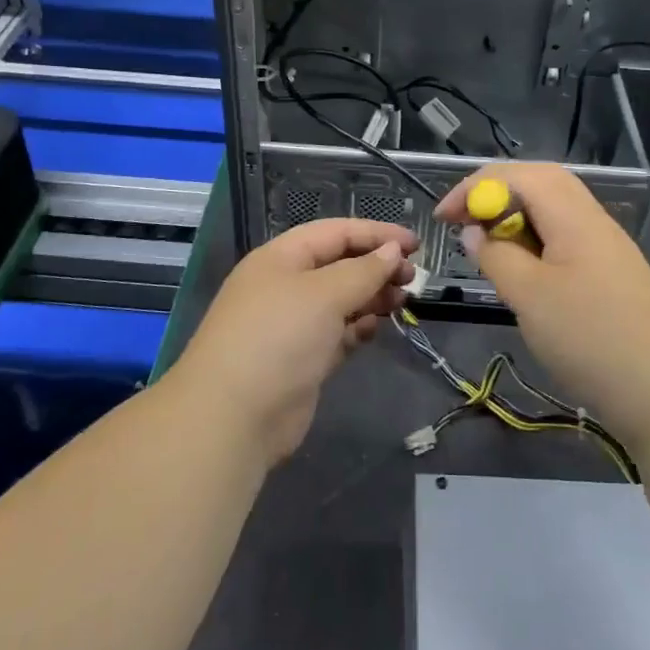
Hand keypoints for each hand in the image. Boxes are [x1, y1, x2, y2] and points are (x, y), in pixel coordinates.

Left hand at [168, 218, 417, 465]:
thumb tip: (391, 251)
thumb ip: (363, 270)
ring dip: (371, 297)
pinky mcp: (301, 360)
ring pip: (340, 300)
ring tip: (401, 302)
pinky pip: (336, 333)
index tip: (416, 245)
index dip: (376, 234)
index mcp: (282, 258)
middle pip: (339, 265)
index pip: (335, 232)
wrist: (234, 417)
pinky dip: (357, 328)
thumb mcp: (325, 294)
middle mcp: (285, 285)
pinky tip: (374, 329)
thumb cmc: (279, 338)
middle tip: (412, 279)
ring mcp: (292, 324)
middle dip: (376, 267)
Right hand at [435, 163, 649, 441]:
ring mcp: (605, 246)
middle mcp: (593, 220)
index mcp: (575, 216)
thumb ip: (496, 255)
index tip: (444, 217)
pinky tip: (522, 271)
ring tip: (487, 245)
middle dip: (495, 193)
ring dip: (514, 217)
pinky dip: (533, 241)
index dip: (476, 186)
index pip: (519, 175)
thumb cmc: (589, 338)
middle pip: (539, 183)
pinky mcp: (609, 272)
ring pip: (553, 210)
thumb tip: (475, 231)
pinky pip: (563, 237)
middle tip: (463, 221)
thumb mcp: (529, 296)